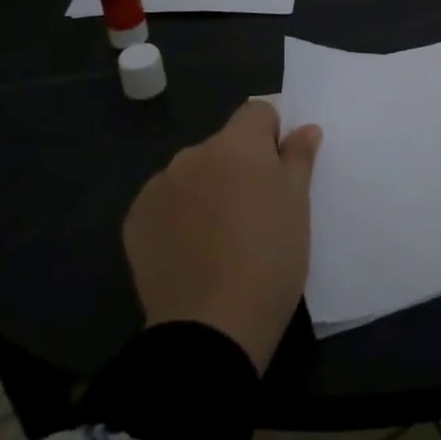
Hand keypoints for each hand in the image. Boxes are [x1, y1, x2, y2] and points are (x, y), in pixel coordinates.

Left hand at [122, 100, 322, 373]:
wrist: (212, 327)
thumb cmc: (270, 258)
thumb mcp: (298, 206)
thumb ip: (298, 158)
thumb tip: (305, 129)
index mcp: (236, 145)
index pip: (258, 111)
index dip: (272, 135)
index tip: (279, 172)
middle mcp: (192, 154)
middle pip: (223, 144)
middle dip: (238, 166)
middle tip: (254, 211)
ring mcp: (159, 187)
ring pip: (193, 173)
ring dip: (207, 189)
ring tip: (220, 236)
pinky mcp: (136, 220)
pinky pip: (165, 202)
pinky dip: (179, 215)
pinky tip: (191, 250)